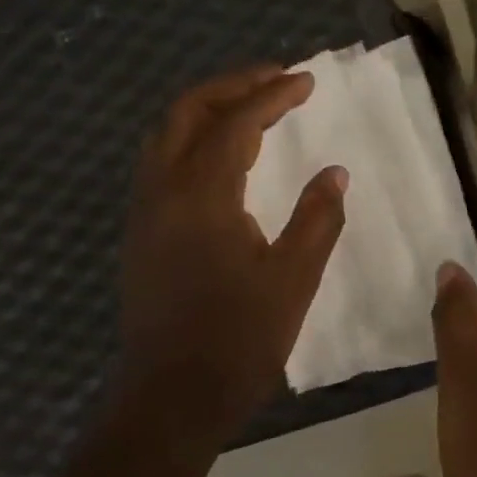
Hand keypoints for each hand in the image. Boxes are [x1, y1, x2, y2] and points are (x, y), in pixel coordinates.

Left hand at [115, 65, 346, 443]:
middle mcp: (163, 191)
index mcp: (202, 196)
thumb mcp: (293, 280)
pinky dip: (191, 142)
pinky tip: (221, 162)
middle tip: (276, 80)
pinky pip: (161, 165)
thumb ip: (317, 219)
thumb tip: (335, 173)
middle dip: (232, 86)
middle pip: (187, 112)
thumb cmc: (238, 341)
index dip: (273, 95)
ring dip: (207, 111)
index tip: (307, 80)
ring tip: (251, 110)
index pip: (237, 123)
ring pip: (166, 136)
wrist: (172, 397)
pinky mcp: (141, 235)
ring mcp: (145, 213)